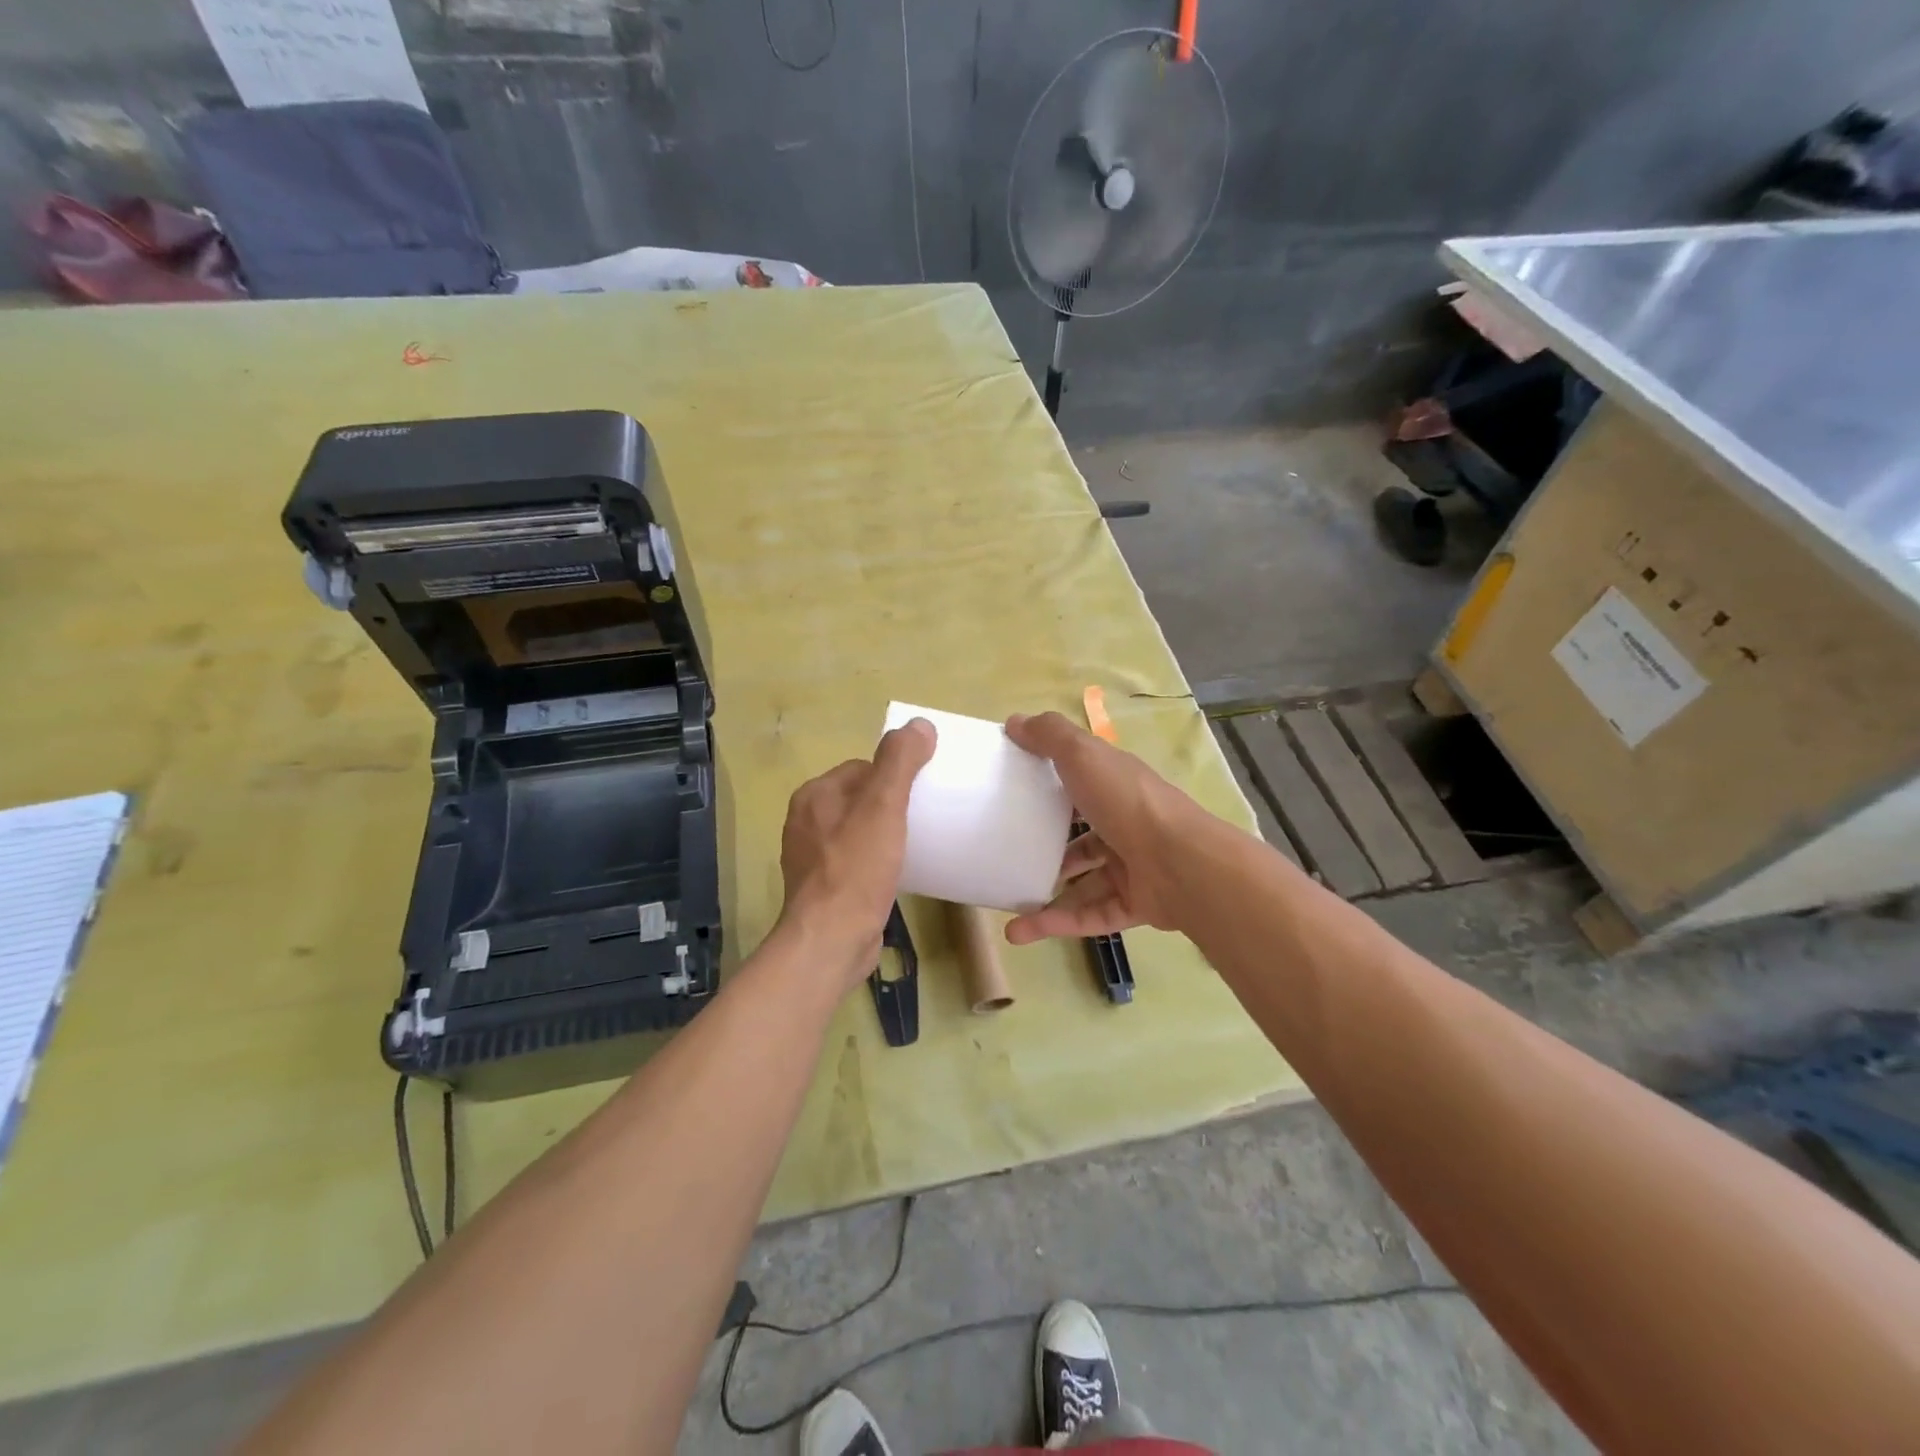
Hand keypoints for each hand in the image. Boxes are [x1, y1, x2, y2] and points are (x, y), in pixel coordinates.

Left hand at [778, 718, 936, 985]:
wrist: (831, 940)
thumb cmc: (856, 868)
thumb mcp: (883, 807)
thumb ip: (899, 762)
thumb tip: (919, 724)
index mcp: (815, 795)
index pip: (862, 768)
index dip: (894, 775)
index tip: (923, 791)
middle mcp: (807, 822)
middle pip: (861, 799)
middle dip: (892, 804)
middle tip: (926, 817)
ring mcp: (812, 858)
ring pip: (859, 831)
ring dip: (886, 834)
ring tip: (918, 844)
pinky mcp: (825, 888)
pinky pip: (856, 861)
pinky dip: (877, 861)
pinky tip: (899, 873)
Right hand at [1002, 711, 1209, 944]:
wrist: (1181, 863)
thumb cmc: (1126, 802)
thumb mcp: (1082, 755)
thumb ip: (1049, 736)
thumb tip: (1013, 721)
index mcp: (1114, 787)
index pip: (1081, 783)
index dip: (1051, 784)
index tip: (1014, 792)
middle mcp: (1124, 825)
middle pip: (1081, 837)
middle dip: (1047, 847)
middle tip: (1008, 854)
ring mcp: (1131, 867)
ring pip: (1082, 883)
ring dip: (1045, 895)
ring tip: (1007, 902)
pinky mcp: (1133, 905)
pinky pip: (1089, 916)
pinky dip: (1056, 924)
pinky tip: (1019, 931)